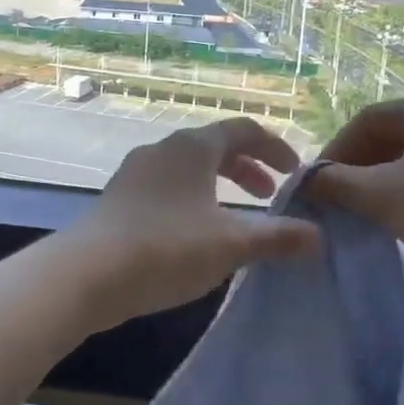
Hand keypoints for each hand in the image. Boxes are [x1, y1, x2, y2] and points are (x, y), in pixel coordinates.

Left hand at [62, 117, 321, 328]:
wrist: (85, 274)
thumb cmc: (167, 248)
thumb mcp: (231, 245)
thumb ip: (277, 239)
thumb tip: (318, 238)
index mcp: (193, 147)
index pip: (243, 130)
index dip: (275, 147)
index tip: (294, 172)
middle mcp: (163, 150)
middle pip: (215, 147)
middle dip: (247, 169)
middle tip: (268, 197)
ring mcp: (135, 173)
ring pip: (188, 169)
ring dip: (218, 186)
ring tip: (234, 217)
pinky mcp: (118, 199)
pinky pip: (166, 188)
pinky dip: (192, 200)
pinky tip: (194, 235)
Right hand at [307, 93, 403, 287]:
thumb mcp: (381, 197)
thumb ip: (336, 183)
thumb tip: (307, 179)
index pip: (368, 120)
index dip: (337, 151)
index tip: (319, 183)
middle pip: (395, 133)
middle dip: (362, 164)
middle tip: (342, 197)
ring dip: (388, 176)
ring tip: (371, 207)